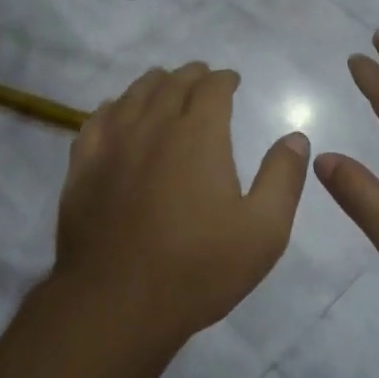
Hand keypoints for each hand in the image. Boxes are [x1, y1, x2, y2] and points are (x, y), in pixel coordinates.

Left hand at [52, 62, 310, 344]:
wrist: (117, 302)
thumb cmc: (198, 268)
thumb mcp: (262, 231)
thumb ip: (282, 178)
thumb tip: (295, 138)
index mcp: (198, 134)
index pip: (212, 88)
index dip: (224, 79)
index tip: (232, 81)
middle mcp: (153, 126)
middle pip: (171, 84)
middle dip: (191, 75)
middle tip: (201, 77)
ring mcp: (112, 144)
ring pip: (133, 96)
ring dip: (153, 84)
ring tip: (163, 85)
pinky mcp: (83, 167)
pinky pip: (97, 121)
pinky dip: (113, 108)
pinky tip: (115, 112)